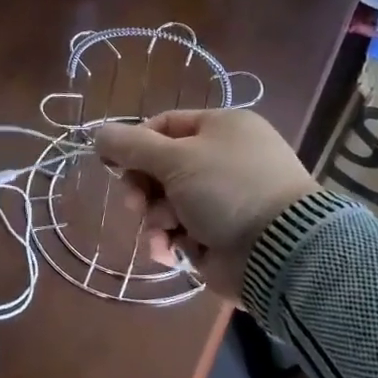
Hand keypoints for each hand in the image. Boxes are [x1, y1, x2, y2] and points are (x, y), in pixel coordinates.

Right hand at [94, 109, 317, 298]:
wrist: (279, 251)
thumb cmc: (227, 189)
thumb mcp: (175, 159)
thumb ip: (131, 146)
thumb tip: (98, 133)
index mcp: (222, 128)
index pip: (165, 125)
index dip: (135, 144)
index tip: (113, 164)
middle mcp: (224, 159)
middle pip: (162, 167)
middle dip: (143, 188)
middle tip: (135, 203)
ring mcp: (224, 199)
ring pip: (167, 203)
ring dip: (155, 218)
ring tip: (163, 231)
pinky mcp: (222, 235)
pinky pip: (182, 232)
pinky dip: (170, 241)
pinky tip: (168, 252)